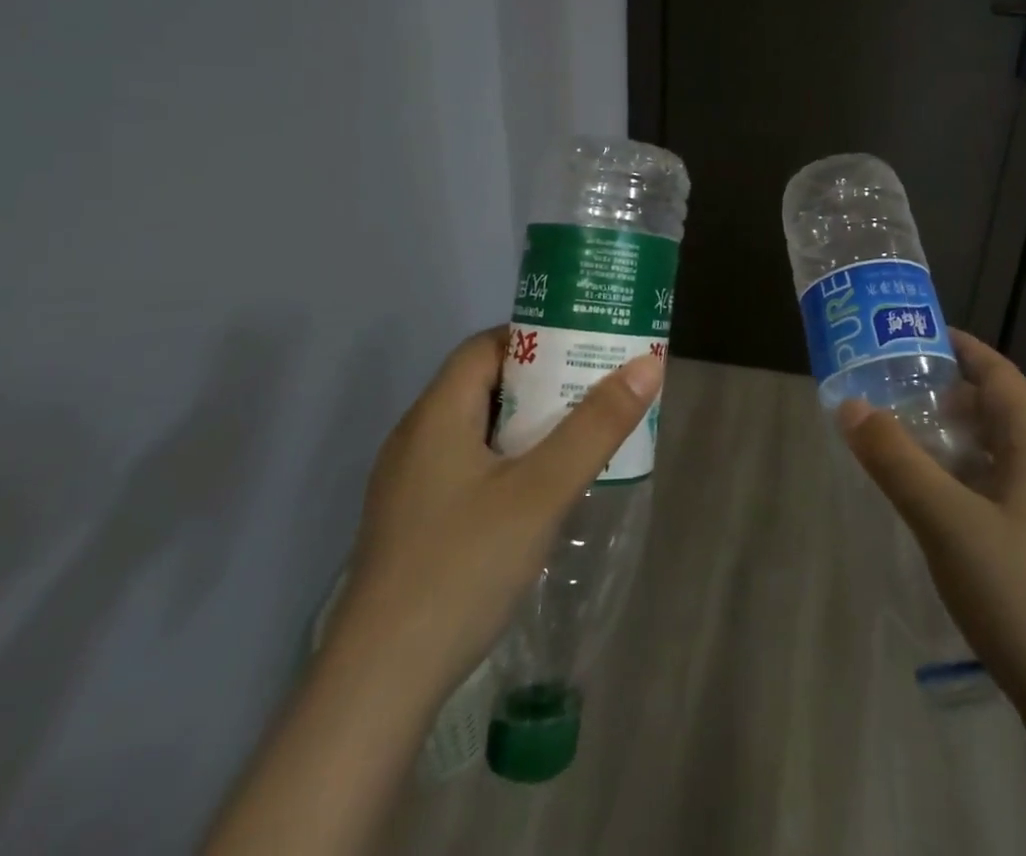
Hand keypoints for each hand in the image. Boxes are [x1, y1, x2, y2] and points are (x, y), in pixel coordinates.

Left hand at [206, 330, 661, 855]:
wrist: (377, 687)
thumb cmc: (463, 568)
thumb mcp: (542, 491)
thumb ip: (596, 426)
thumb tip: (648, 363)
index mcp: (437, 414)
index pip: (487, 346)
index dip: (538, 339)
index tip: (587, 347)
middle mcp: (416, 438)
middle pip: (485, 385)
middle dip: (544, 383)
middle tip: (597, 391)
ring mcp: (409, 484)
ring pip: (478, 430)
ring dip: (529, 426)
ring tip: (581, 436)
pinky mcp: (413, 523)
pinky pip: (468, 467)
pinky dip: (508, 461)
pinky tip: (540, 493)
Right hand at [839, 330, 1025, 855]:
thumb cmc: (1018, 595)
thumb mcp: (945, 522)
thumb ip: (897, 461)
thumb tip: (851, 405)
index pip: (1003, 377)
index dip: (967, 349)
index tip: (924, 335)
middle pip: (1001, 413)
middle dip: (954, 393)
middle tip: (901, 389)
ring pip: (1001, 455)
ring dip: (959, 438)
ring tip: (910, 439)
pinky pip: (1001, 491)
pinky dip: (967, 477)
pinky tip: (938, 503)